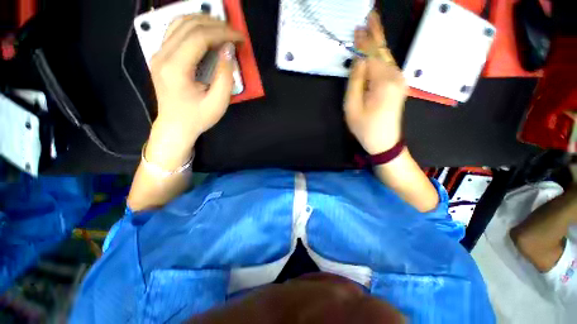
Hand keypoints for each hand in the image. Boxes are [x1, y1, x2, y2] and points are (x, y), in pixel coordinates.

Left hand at [145, 14, 242, 168]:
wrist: (175, 126)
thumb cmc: (197, 118)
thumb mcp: (217, 103)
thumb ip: (225, 77)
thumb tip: (228, 51)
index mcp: (175, 68)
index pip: (198, 37)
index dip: (222, 33)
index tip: (239, 37)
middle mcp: (162, 55)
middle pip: (188, 25)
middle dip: (215, 24)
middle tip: (234, 32)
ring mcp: (158, 53)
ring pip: (179, 23)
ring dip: (203, 21)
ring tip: (222, 28)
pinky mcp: (161, 55)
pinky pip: (175, 31)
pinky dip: (193, 26)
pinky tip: (206, 31)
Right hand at [344, 11, 407, 154]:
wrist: (384, 142)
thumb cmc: (365, 127)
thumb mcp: (352, 107)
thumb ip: (355, 81)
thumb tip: (358, 60)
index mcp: (383, 81)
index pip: (371, 54)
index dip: (364, 41)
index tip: (358, 26)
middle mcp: (396, 76)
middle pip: (383, 50)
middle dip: (376, 33)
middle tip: (371, 14)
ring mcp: (400, 80)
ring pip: (386, 56)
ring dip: (377, 43)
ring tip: (371, 26)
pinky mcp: (399, 85)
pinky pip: (388, 65)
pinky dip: (380, 55)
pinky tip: (375, 49)